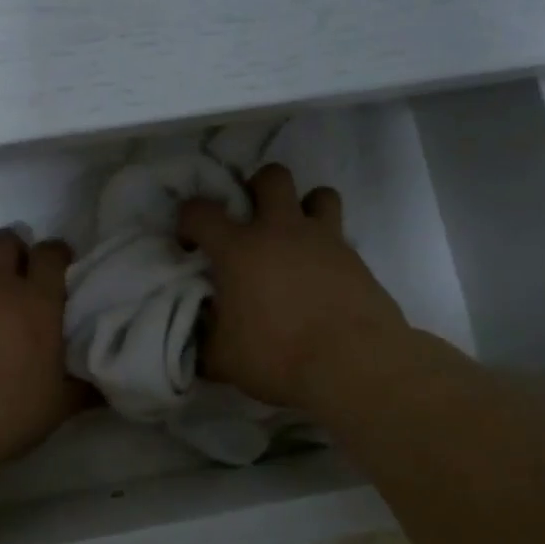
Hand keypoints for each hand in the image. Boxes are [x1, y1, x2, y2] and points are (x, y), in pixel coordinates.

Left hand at [0, 228, 86, 461]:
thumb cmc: (7, 413)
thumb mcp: (58, 405)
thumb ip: (83, 388)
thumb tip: (105, 386)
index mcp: (37, 302)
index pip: (49, 254)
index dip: (56, 253)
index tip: (60, 263)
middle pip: (4, 241)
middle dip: (14, 249)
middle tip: (18, 271)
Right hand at [179, 164, 412, 411]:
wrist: (353, 366)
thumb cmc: (278, 356)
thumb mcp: (222, 359)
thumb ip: (205, 340)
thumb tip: (199, 337)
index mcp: (239, 248)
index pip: (200, 211)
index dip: (188, 221)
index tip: (191, 244)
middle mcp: (280, 231)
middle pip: (271, 177)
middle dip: (257, 188)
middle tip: (251, 220)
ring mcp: (323, 240)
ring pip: (319, 194)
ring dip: (305, 208)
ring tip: (296, 238)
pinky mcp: (356, 259)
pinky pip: (341, 236)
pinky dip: (328, 248)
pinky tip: (322, 277)